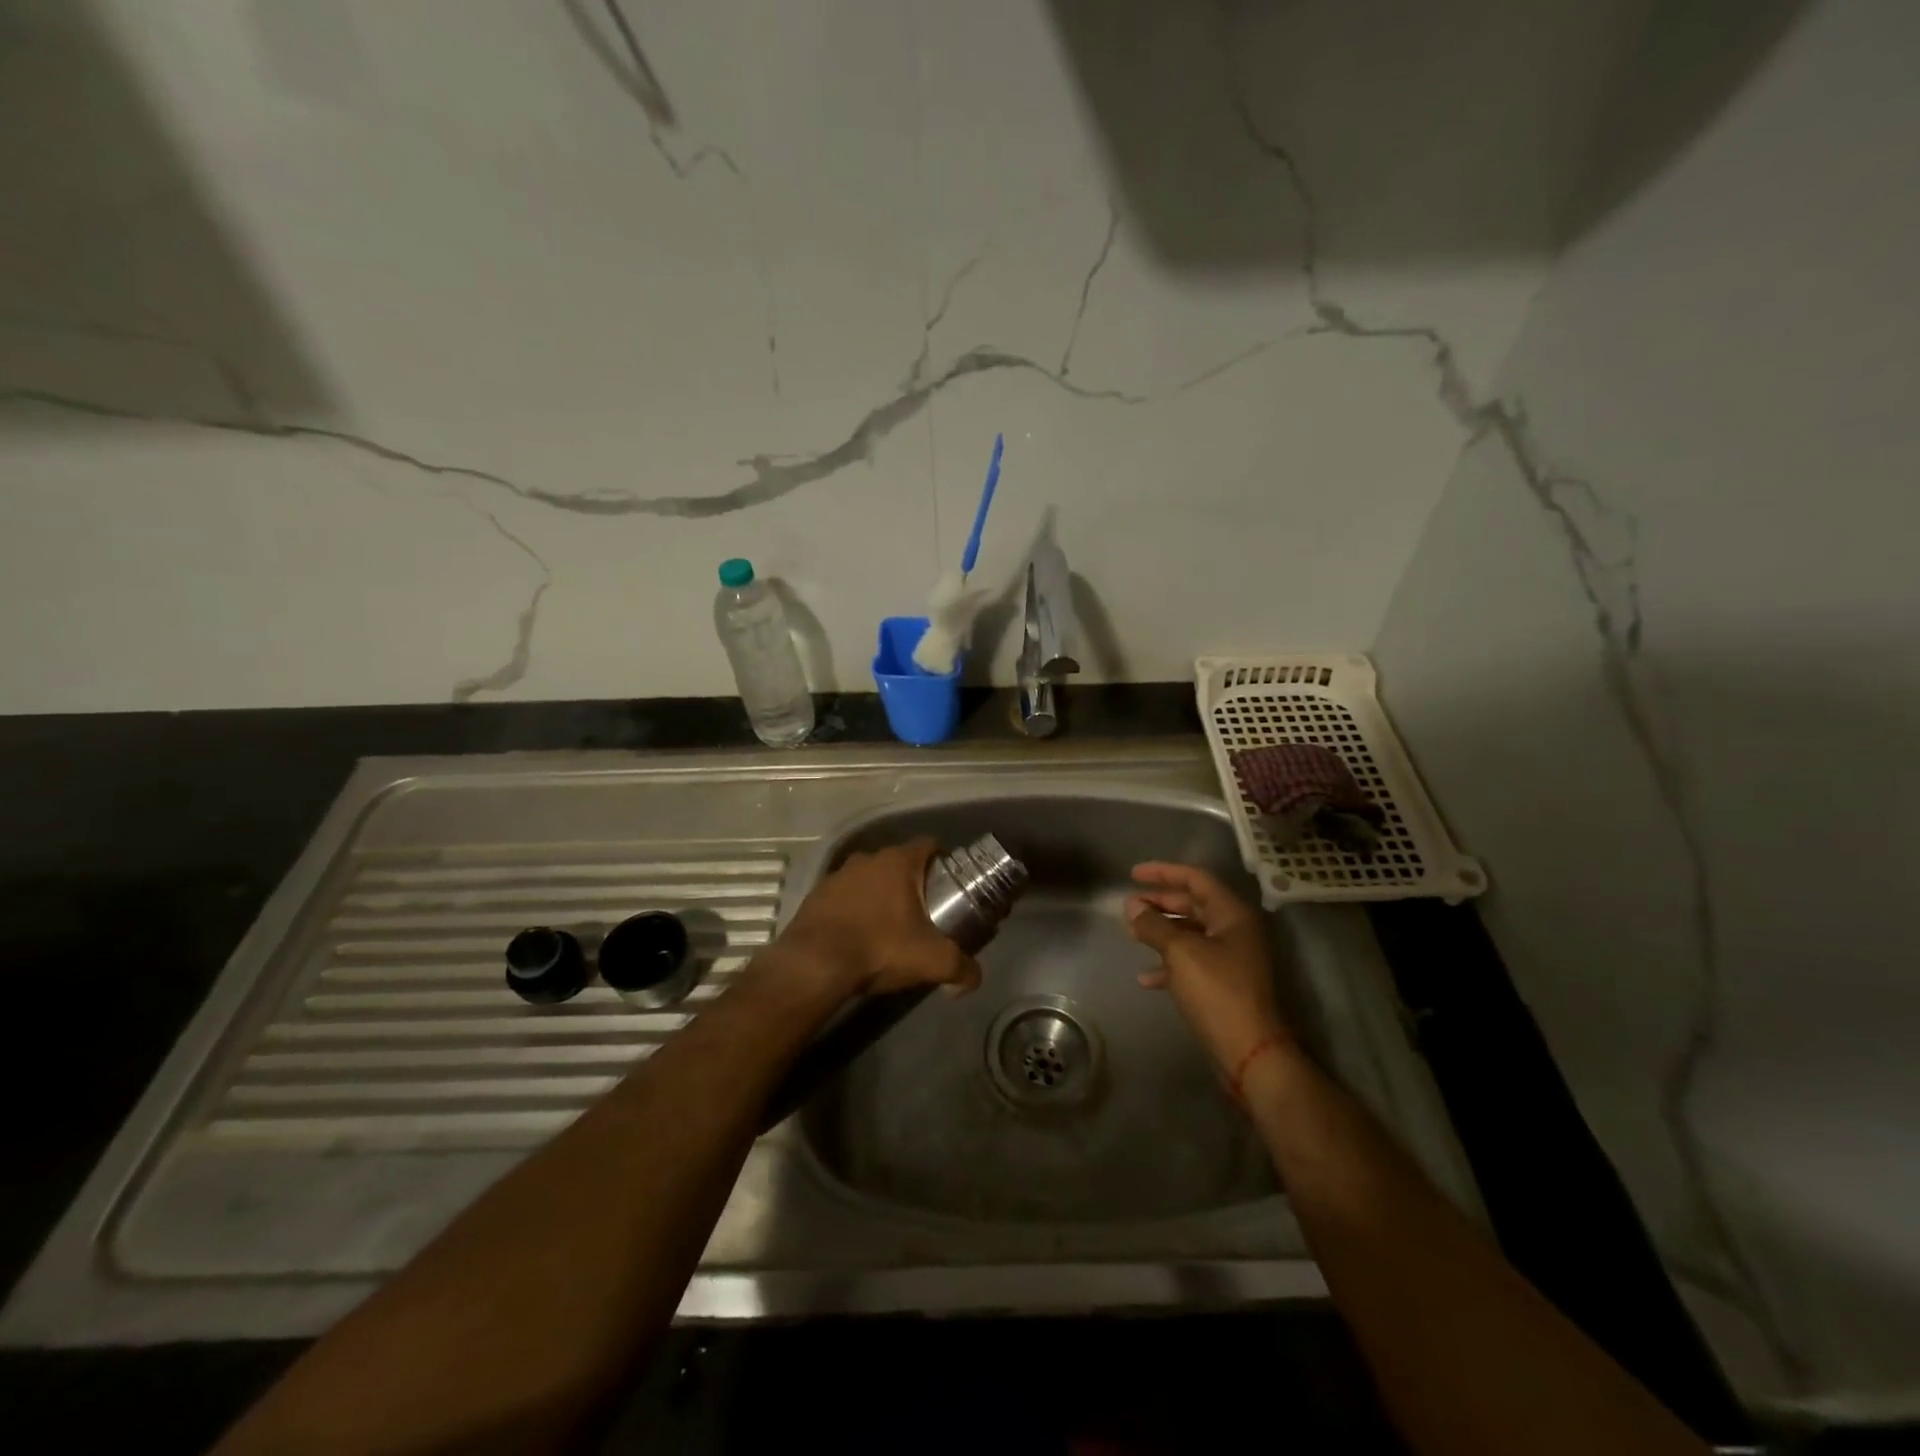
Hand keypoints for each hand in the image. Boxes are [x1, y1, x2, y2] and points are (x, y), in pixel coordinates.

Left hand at [776, 839, 981, 999]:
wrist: (813, 965)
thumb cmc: (879, 948)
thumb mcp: (931, 961)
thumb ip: (960, 967)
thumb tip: (975, 979)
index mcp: (897, 862)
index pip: (928, 845)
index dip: (942, 860)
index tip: (950, 883)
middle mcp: (866, 859)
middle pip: (898, 863)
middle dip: (911, 883)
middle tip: (924, 911)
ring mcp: (836, 875)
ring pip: (868, 879)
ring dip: (879, 896)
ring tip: (889, 926)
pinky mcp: (814, 896)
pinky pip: (843, 897)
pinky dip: (853, 910)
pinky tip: (857, 936)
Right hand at [1124, 862, 1289, 1075]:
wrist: (1248, 1050)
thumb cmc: (1217, 991)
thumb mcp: (1180, 952)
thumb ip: (1154, 925)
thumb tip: (1132, 905)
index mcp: (1231, 915)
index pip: (1196, 879)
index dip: (1163, 872)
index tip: (1133, 874)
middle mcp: (1233, 931)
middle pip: (1192, 904)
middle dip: (1159, 902)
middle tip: (1129, 905)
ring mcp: (1229, 958)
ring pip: (1189, 933)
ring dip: (1160, 931)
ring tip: (1131, 933)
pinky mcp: (1222, 983)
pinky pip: (1190, 962)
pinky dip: (1167, 963)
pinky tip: (1145, 977)